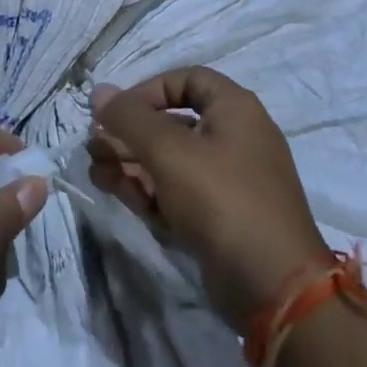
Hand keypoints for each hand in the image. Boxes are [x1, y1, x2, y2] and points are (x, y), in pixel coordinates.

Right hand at [89, 67, 328, 328]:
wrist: (272, 286)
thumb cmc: (220, 198)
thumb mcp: (168, 150)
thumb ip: (128, 118)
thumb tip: (99, 92)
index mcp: (235, 109)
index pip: (186, 79)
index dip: (148, 90)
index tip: (118, 112)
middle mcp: (235, 138)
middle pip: (172, 123)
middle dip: (129, 133)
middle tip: (94, 146)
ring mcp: (229, 181)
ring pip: (171, 161)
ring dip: (131, 163)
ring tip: (96, 172)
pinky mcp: (220, 219)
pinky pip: (179, 193)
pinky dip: (149, 190)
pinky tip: (117, 192)